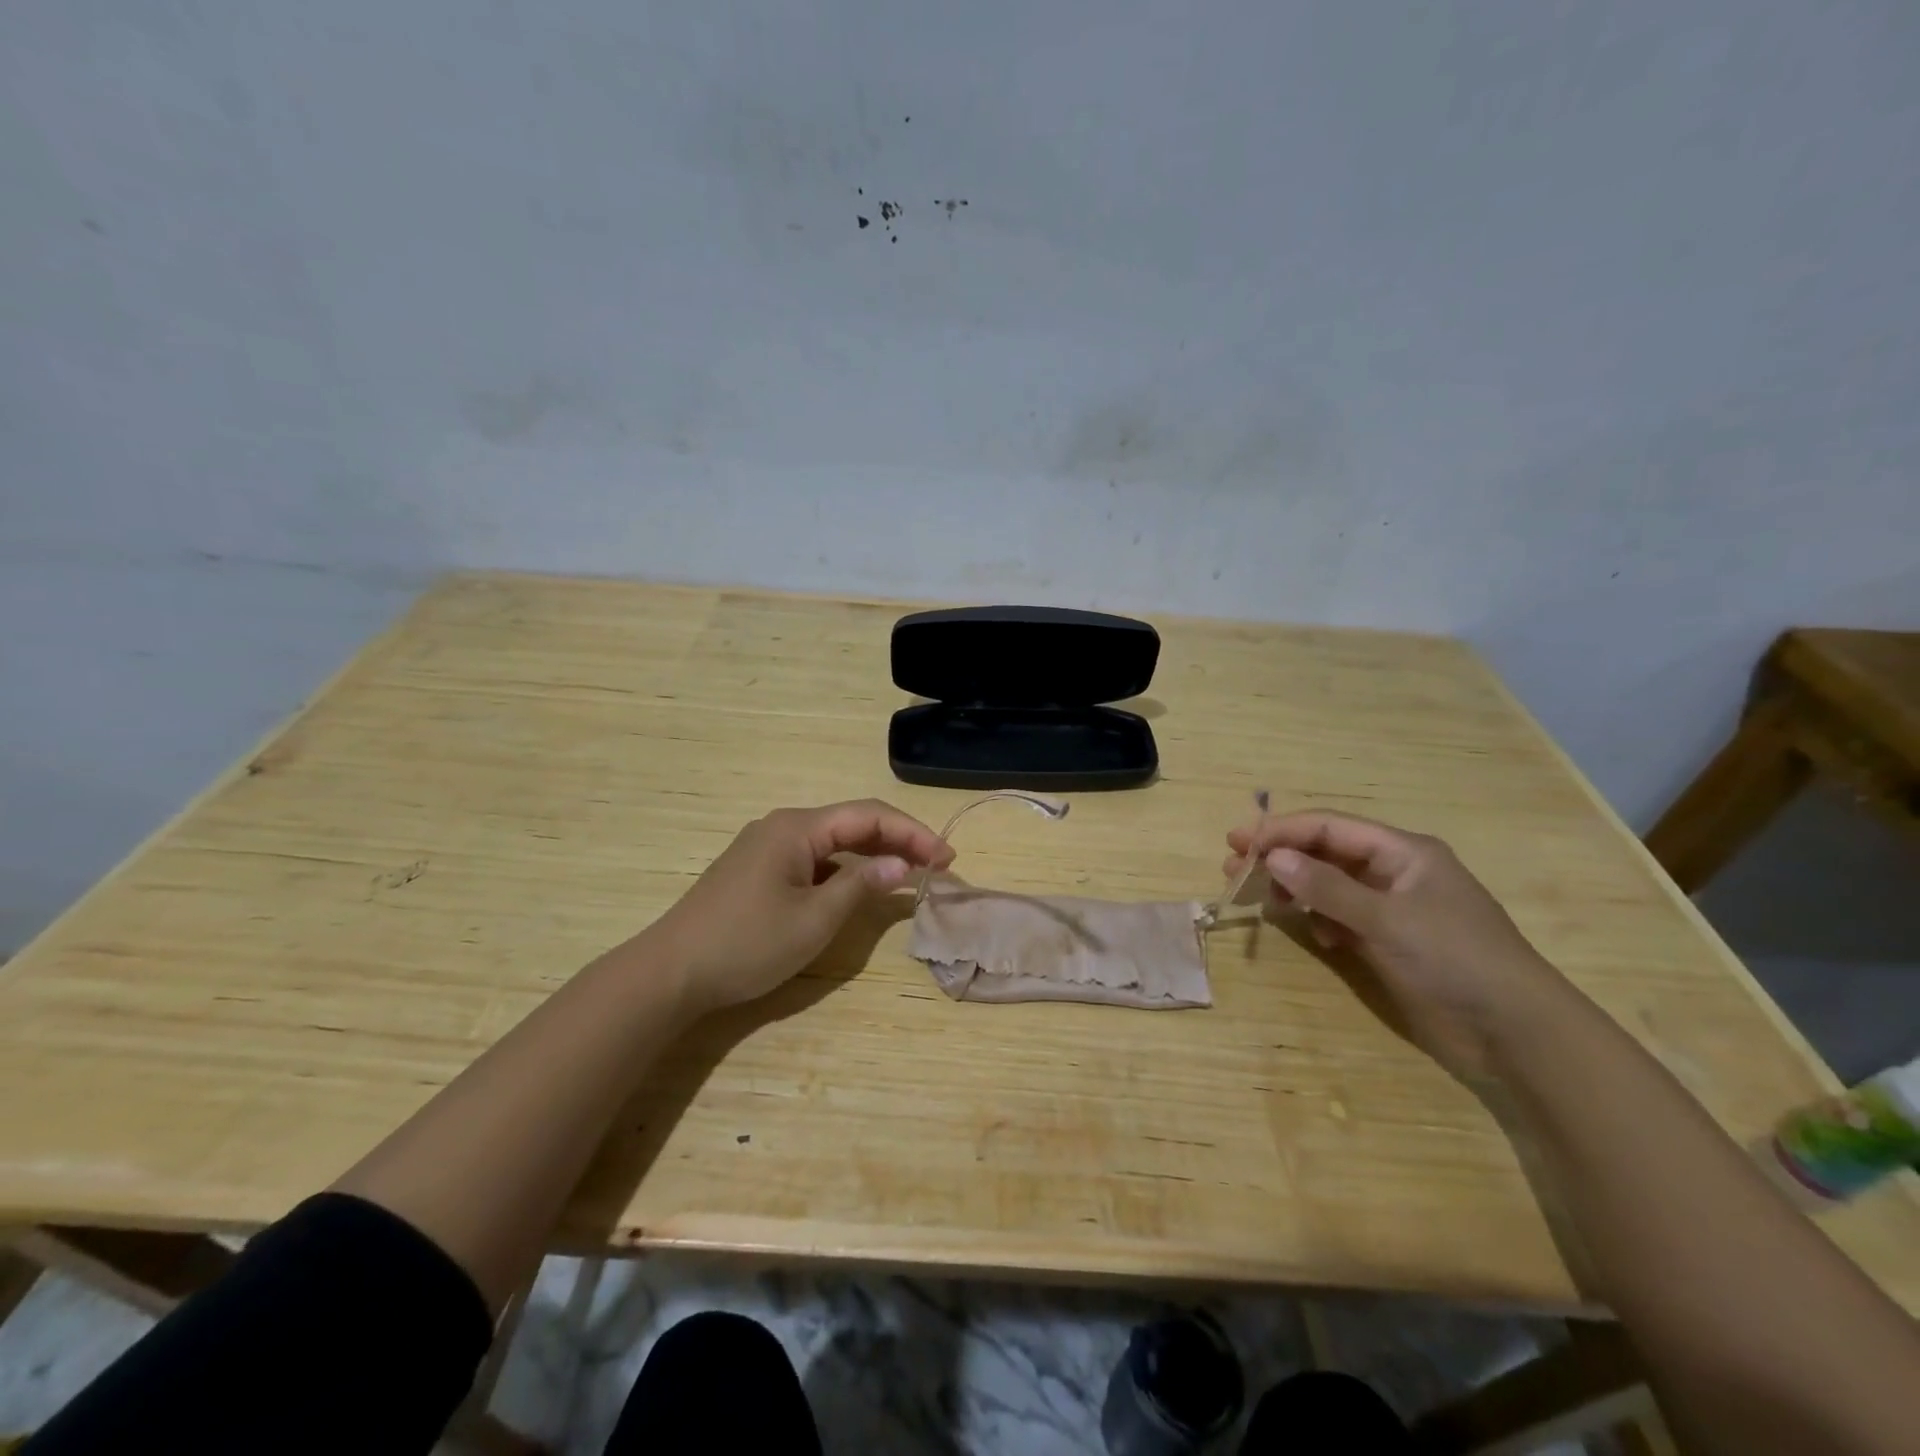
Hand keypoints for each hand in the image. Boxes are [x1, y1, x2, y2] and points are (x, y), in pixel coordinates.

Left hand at [644, 800, 953, 1017]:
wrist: (669, 973)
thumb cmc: (746, 944)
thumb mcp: (814, 920)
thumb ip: (861, 886)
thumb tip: (902, 865)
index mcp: (797, 827)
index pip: (869, 816)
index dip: (913, 834)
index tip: (948, 859)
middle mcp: (783, 826)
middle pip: (852, 823)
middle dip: (898, 841)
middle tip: (938, 865)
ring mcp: (766, 847)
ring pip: (833, 841)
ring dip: (873, 854)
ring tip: (910, 873)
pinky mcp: (757, 869)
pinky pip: (813, 858)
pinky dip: (845, 869)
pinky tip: (860, 886)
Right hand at [1224, 810, 1573, 1080]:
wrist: (1516, 1030)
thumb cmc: (1455, 959)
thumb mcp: (1387, 920)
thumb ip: (1327, 887)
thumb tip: (1272, 857)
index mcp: (1403, 851)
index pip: (1329, 826)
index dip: (1281, 831)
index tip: (1237, 843)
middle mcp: (1395, 871)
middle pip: (1325, 851)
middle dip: (1281, 857)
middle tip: (1234, 869)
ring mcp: (1393, 906)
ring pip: (1330, 884)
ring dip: (1296, 888)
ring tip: (1263, 900)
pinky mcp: (1391, 939)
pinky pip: (1343, 915)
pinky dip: (1323, 920)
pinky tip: (1319, 936)